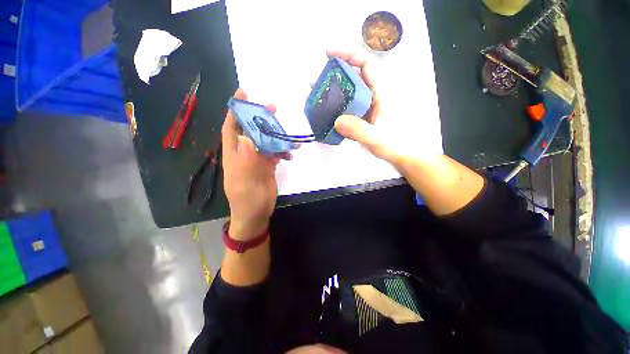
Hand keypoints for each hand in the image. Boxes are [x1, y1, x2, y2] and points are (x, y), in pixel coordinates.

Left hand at [222, 89, 289, 240]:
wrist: (256, 214)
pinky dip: (283, 151)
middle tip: (273, 108)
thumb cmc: (246, 200)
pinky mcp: (268, 166)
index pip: (232, 127)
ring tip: (289, 136)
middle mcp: (245, 153)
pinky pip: (276, 153)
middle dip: (261, 118)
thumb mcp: (244, 180)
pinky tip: (290, 154)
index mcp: (234, 154)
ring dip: (277, 136)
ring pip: (266, 140)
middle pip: (252, 130)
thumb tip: (246, 136)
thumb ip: (245, 159)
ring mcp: (257, 159)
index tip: (243, 94)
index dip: (235, 110)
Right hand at [327, 50, 434, 166]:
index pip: (366, 64)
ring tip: (318, 96)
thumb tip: (337, 120)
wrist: (404, 155)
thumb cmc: (396, 145)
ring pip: (350, 92)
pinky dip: (338, 106)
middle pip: (355, 76)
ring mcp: (369, 107)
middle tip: (316, 81)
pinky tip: (328, 113)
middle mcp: (374, 96)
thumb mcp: (377, 138)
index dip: (348, 55)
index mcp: (381, 93)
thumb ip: (359, 130)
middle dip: (335, 74)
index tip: (328, 55)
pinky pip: (349, 106)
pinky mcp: (365, 116)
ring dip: (334, 91)